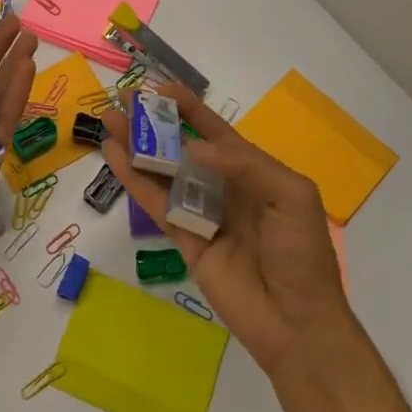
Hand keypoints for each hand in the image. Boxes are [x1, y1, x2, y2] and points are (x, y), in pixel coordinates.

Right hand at [103, 84, 354, 374]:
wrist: (297, 324)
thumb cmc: (302, 254)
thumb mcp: (291, 196)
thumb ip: (244, 164)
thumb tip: (192, 147)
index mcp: (253, 172)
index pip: (216, 131)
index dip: (189, 108)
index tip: (160, 88)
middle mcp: (223, 187)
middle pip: (182, 146)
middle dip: (155, 123)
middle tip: (124, 101)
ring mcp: (200, 213)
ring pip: (162, 172)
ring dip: (137, 146)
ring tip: (109, 120)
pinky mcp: (183, 239)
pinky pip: (155, 203)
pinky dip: (133, 179)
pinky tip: (114, 156)